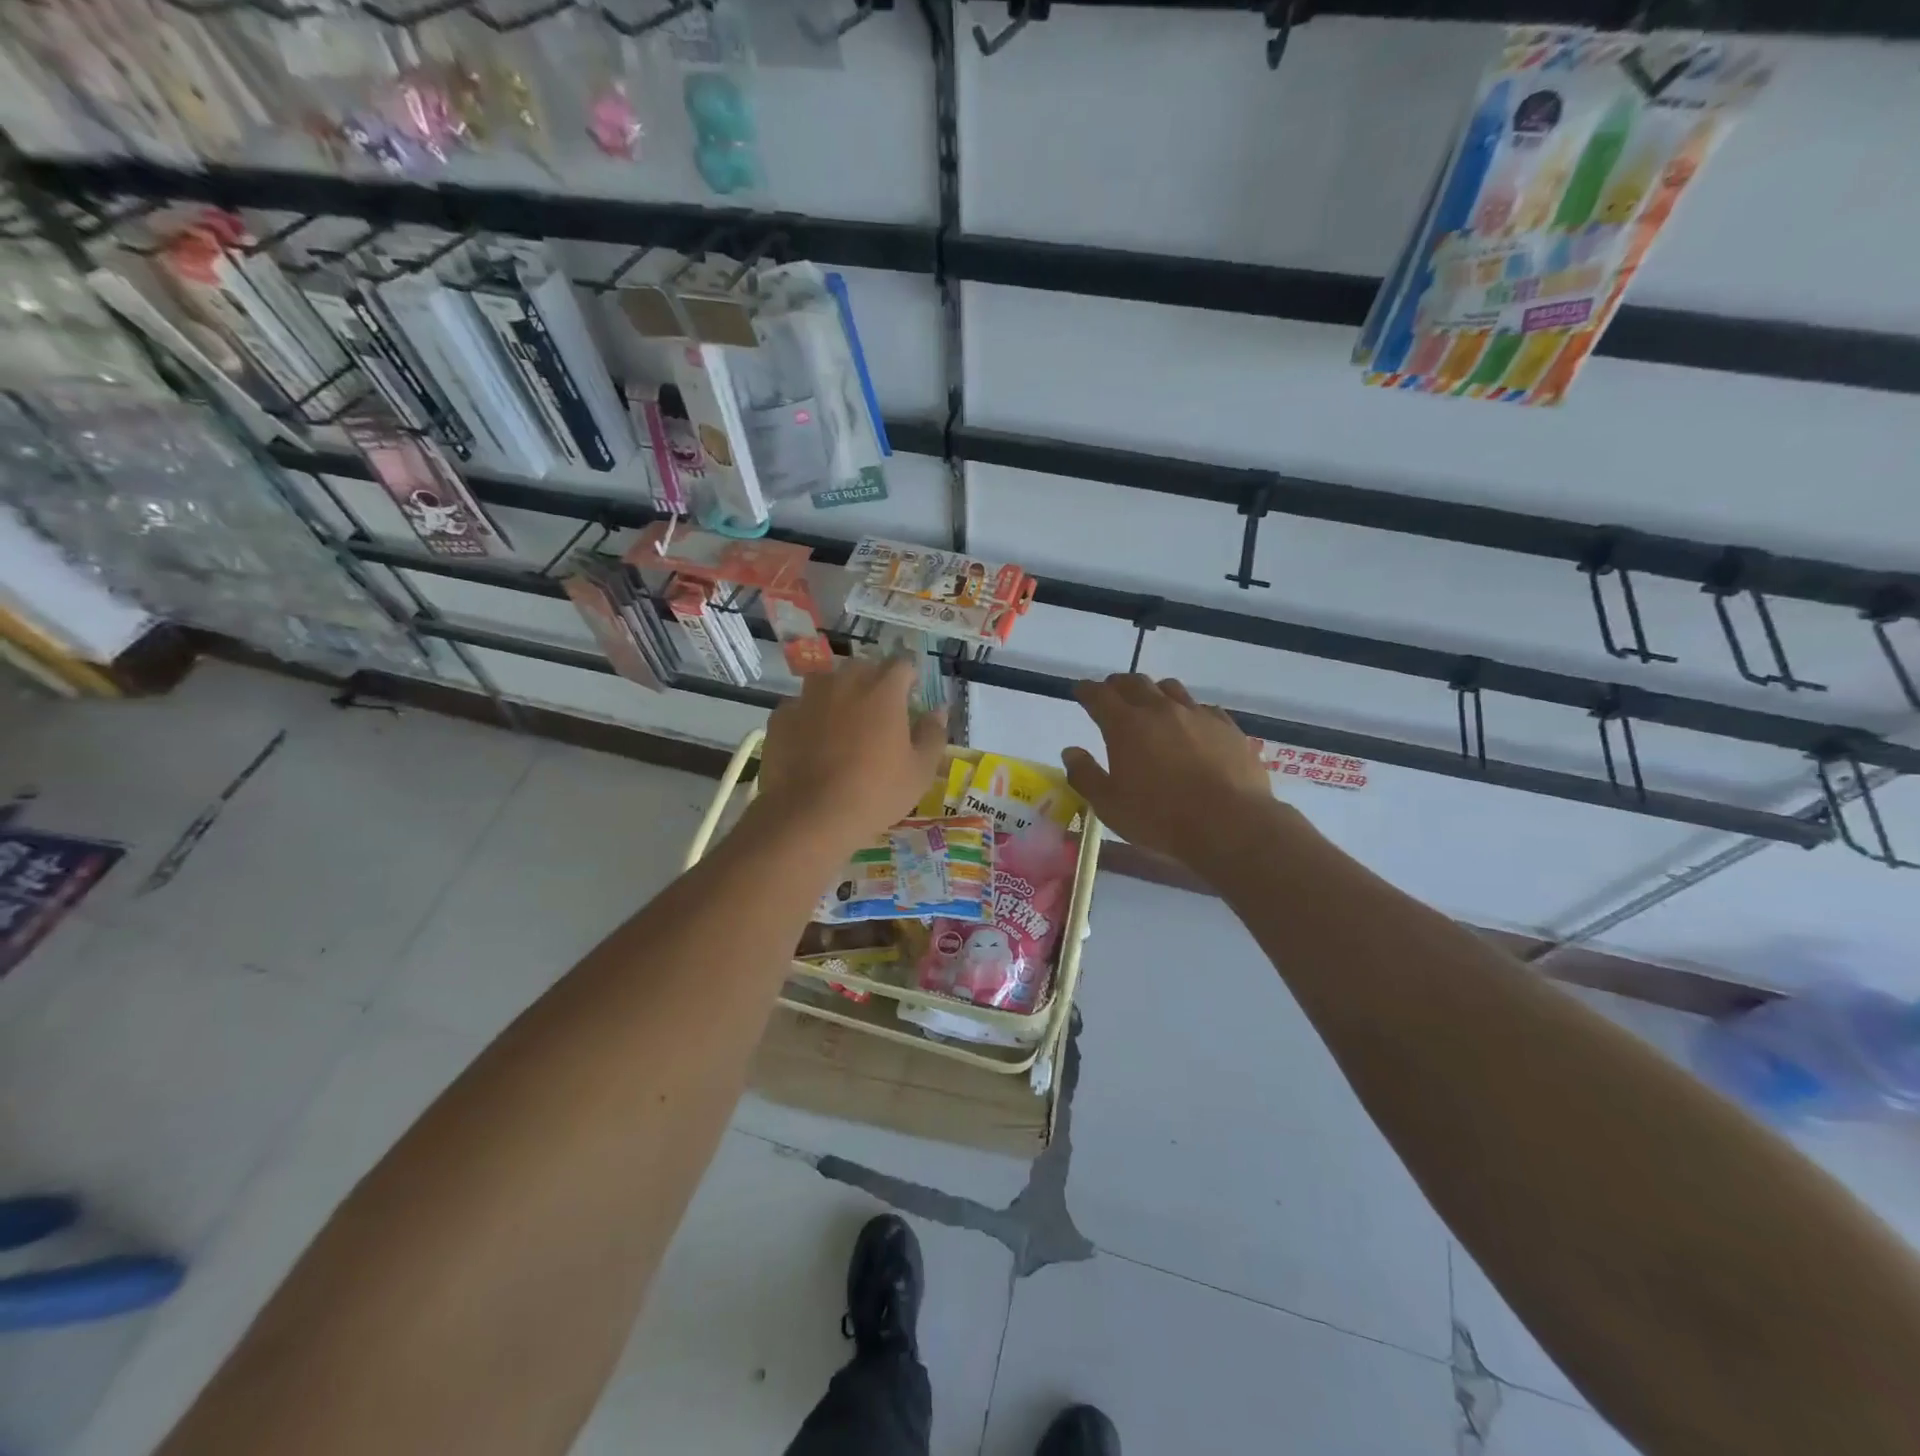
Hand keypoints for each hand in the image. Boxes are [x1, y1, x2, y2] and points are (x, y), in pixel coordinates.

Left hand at [755, 658, 948, 854]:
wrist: (809, 816)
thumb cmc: (875, 793)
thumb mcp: (920, 771)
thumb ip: (933, 734)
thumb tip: (939, 710)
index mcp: (884, 690)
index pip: (902, 665)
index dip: (908, 679)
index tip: (910, 698)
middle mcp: (845, 682)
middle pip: (863, 668)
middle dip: (872, 683)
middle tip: (877, 715)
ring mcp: (808, 696)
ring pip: (827, 683)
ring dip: (838, 695)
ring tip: (842, 725)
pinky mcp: (781, 716)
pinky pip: (800, 707)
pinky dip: (809, 717)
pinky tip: (811, 744)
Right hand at [1062, 675, 1290, 875]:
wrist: (1230, 823)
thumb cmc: (1160, 817)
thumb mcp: (1109, 805)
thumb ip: (1085, 775)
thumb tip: (1071, 751)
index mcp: (1126, 725)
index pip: (1099, 695)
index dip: (1086, 690)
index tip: (1080, 691)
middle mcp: (1160, 709)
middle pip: (1134, 683)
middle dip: (1117, 685)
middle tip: (1111, 694)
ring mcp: (1197, 714)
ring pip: (1170, 688)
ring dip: (1153, 692)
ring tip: (1151, 705)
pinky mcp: (1226, 726)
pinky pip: (1202, 707)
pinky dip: (1188, 711)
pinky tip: (1190, 726)